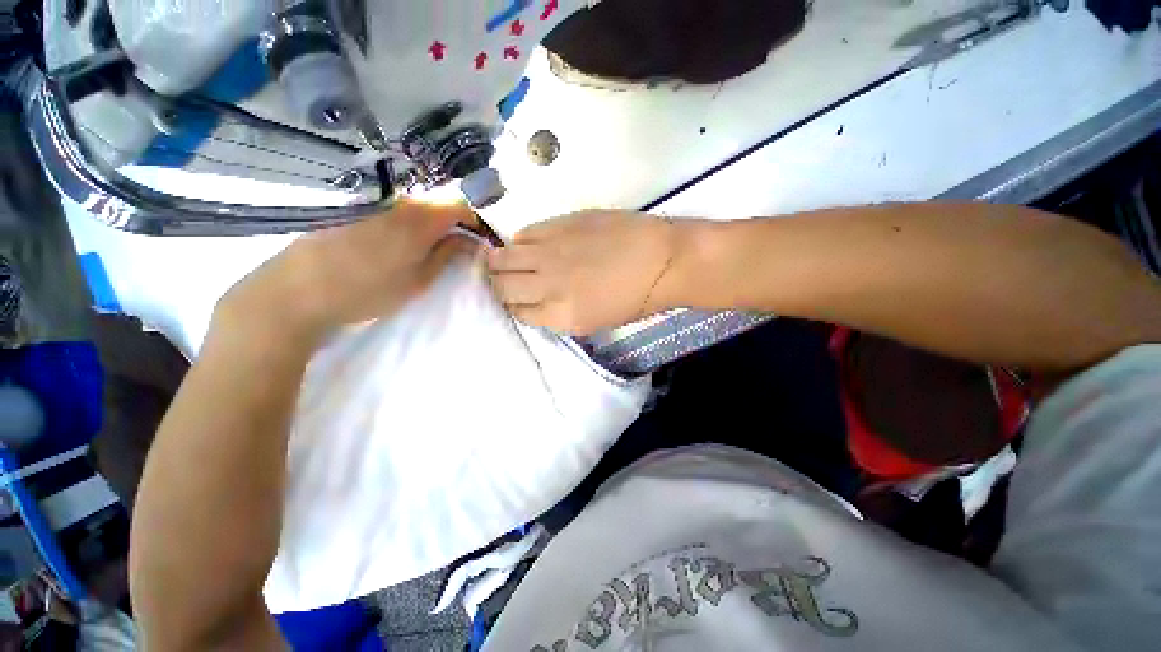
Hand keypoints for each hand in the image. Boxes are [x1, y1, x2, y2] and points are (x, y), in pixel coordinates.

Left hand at [221, 199, 476, 343]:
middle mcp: (400, 200)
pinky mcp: (356, 207)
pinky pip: (395, 208)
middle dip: (456, 221)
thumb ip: (447, 256)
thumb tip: (470, 241)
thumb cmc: (366, 290)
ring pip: (417, 205)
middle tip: (460, 247)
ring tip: (431, 247)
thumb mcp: (418, 280)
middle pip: (440, 201)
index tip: (481, 237)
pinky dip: (409, 221)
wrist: (296, 290)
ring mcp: (375, 201)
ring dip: (433, 222)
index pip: (462, 202)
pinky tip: (401, 242)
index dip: (477, 218)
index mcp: (421, 217)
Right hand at [487, 210, 676, 334]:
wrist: (662, 260)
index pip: (516, 312)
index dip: (513, 306)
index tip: (515, 301)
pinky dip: (521, 241)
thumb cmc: (636, 299)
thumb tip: (536, 300)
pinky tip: (531, 244)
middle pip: (502, 286)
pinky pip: (524, 233)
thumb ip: (558, 313)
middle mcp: (548, 285)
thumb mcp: (594, 322)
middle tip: (505, 280)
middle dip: (498, 285)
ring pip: (502, 257)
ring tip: (507, 260)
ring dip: (500, 261)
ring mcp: (551, 252)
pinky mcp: (559, 224)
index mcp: (561, 316)